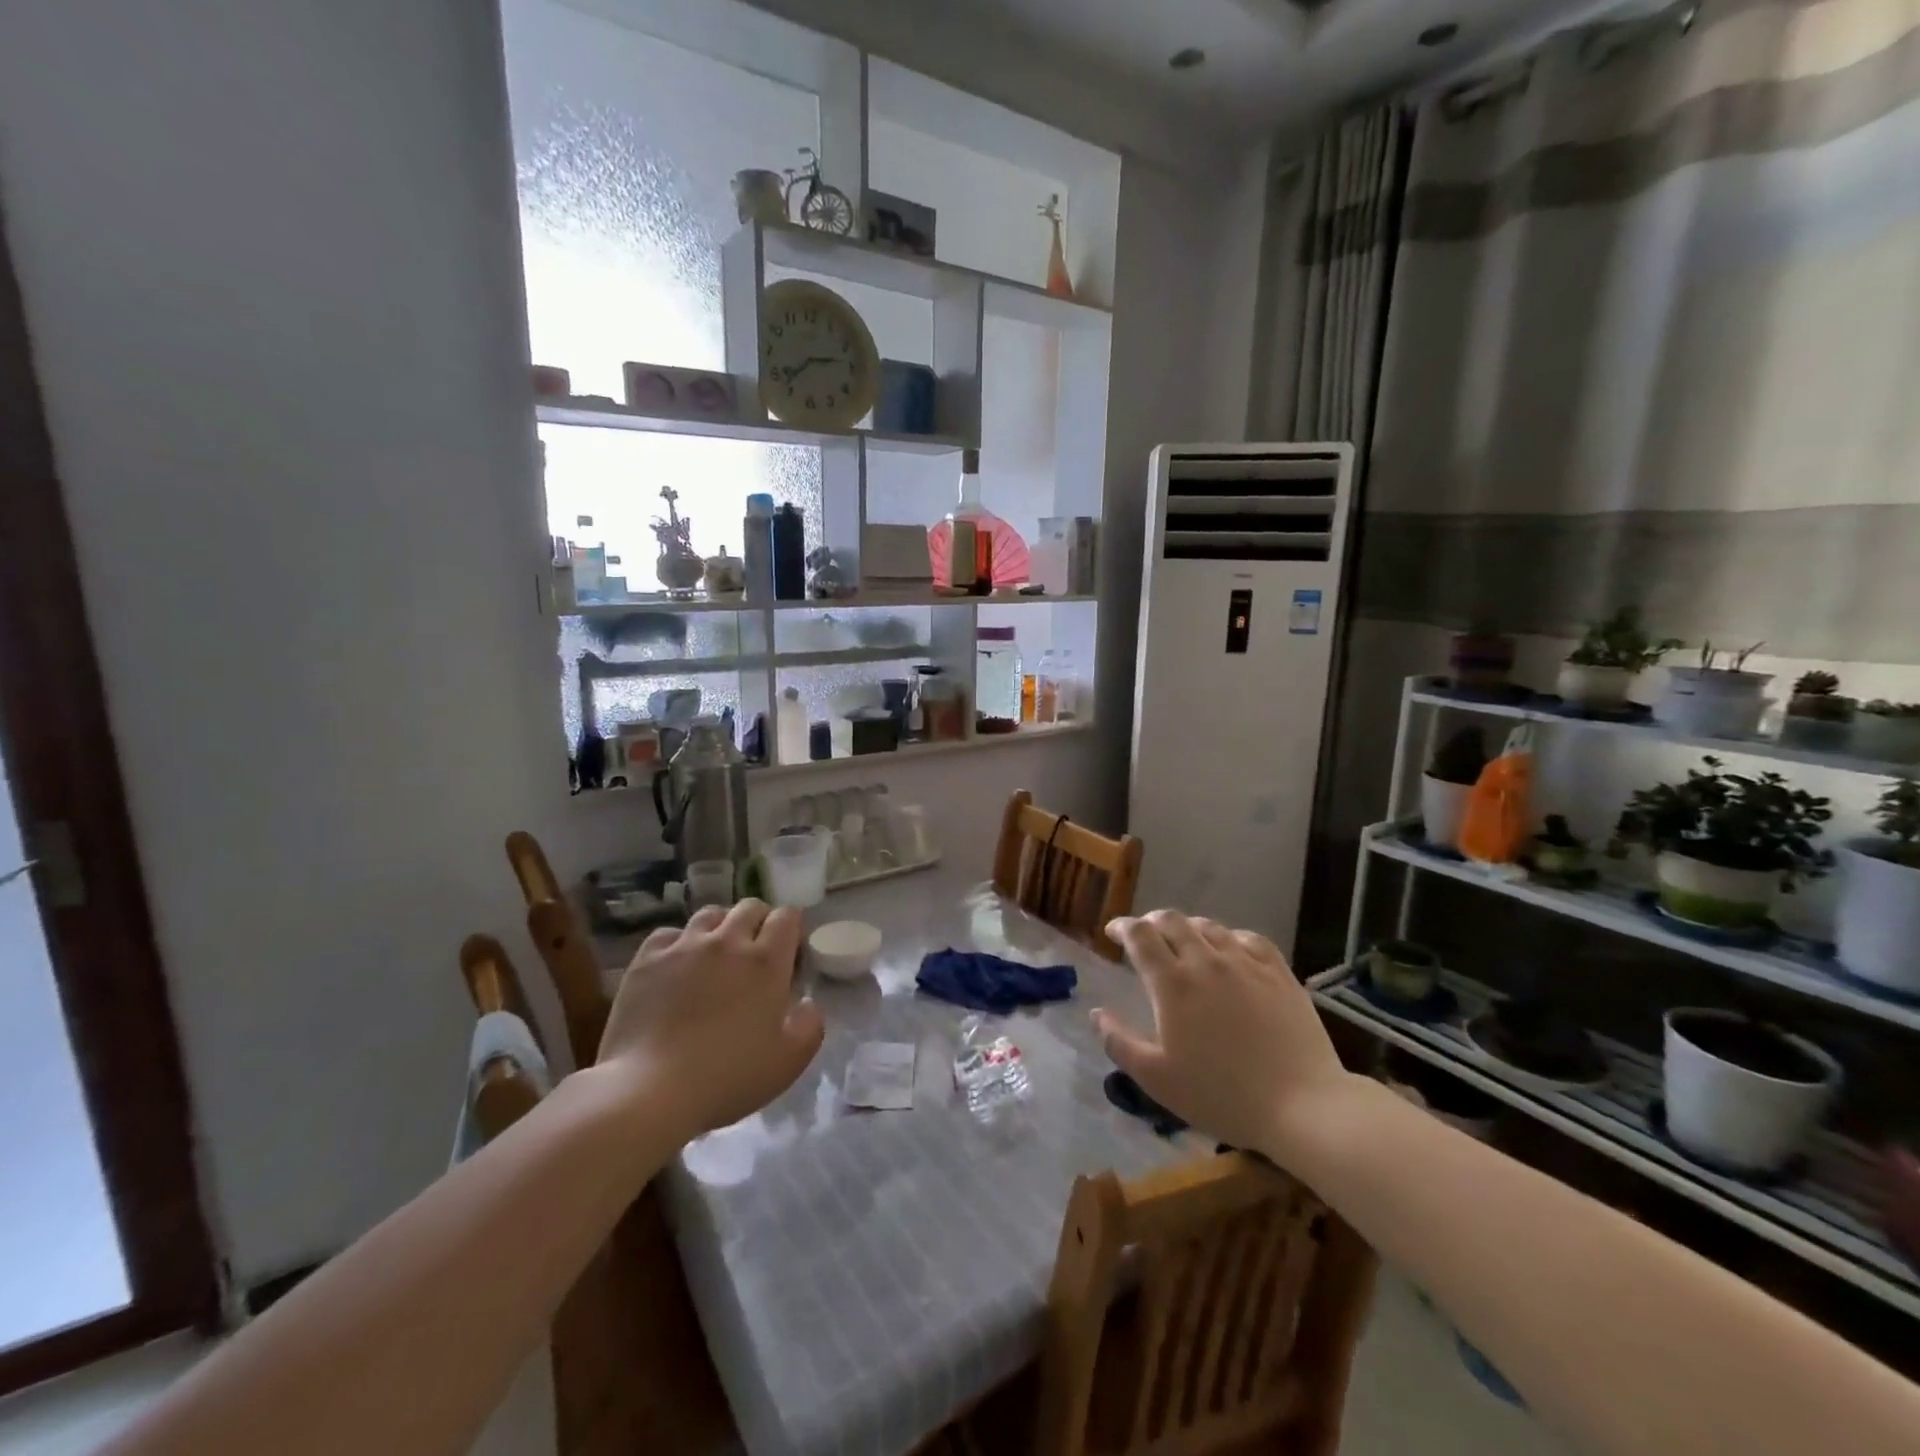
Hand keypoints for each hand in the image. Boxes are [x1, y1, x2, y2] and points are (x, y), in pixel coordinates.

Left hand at [596, 900, 823, 1142]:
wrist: (651, 1090)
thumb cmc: (728, 1077)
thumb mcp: (790, 1060)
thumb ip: (810, 1025)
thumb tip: (806, 1003)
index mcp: (766, 961)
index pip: (787, 916)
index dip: (791, 929)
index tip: (788, 954)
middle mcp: (727, 941)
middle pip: (750, 907)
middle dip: (759, 922)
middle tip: (755, 953)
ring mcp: (684, 946)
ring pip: (710, 914)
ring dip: (721, 928)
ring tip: (716, 955)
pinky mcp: (647, 960)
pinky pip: (669, 933)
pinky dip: (679, 943)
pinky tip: (676, 966)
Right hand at [1093, 911, 1351, 1155]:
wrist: (1302, 1106)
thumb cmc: (1221, 1095)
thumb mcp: (1157, 1079)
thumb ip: (1119, 1042)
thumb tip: (1096, 1013)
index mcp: (1172, 984)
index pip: (1140, 936)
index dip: (1122, 927)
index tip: (1113, 933)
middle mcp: (1206, 961)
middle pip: (1172, 921)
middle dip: (1151, 922)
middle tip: (1144, 935)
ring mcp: (1246, 963)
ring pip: (1209, 927)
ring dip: (1188, 927)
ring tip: (1183, 940)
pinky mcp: (1279, 973)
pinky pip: (1249, 939)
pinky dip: (1230, 937)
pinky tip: (1230, 948)